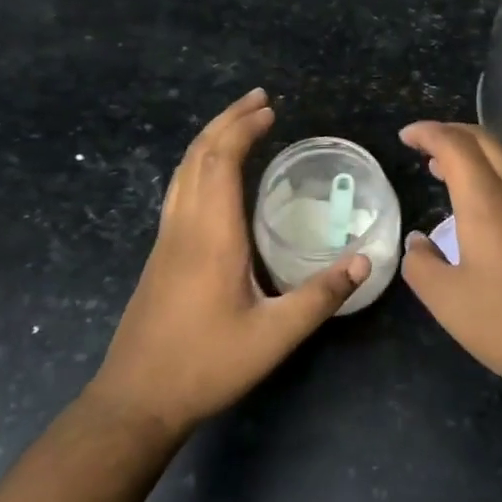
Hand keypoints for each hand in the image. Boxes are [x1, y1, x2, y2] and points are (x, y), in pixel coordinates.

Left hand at [90, 90, 368, 436]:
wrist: (136, 400)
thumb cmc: (206, 365)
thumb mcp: (274, 336)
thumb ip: (320, 296)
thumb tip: (366, 260)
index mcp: (211, 236)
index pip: (221, 161)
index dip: (243, 129)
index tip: (271, 110)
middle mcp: (184, 226)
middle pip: (197, 155)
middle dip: (228, 120)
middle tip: (259, 100)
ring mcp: (166, 239)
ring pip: (182, 171)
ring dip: (209, 139)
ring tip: (239, 123)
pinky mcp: (160, 254)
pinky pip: (178, 189)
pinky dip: (198, 164)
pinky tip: (213, 175)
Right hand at [399, 122, 501, 406]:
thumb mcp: (448, 302)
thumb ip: (421, 265)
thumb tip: (418, 242)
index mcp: (487, 202)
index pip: (454, 145)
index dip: (427, 132)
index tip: (405, 136)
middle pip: (484, 141)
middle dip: (451, 132)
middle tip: (424, 145)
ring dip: (473, 156)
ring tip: (445, 172)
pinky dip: (492, 177)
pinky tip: (483, 208)